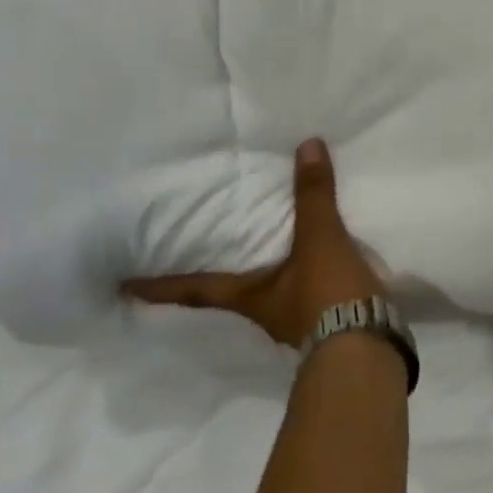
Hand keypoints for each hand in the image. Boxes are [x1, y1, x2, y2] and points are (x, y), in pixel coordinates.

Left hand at [123, 138, 385, 347]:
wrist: (367, 346)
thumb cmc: (327, 294)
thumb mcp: (319, 239)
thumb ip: (313, 195)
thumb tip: (307, 146)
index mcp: (249, 296)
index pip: (194, 289)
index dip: (160, 286)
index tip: (124, 287)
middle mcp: (264, 312)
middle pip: (228, 293)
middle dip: (214, 278)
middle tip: (200, 255)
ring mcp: (295, 323)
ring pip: (269, 295)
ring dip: (264, 277)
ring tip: (266, 252)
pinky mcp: (326, 324)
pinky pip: (305, 295)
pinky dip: (303, 278)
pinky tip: (317, 266)